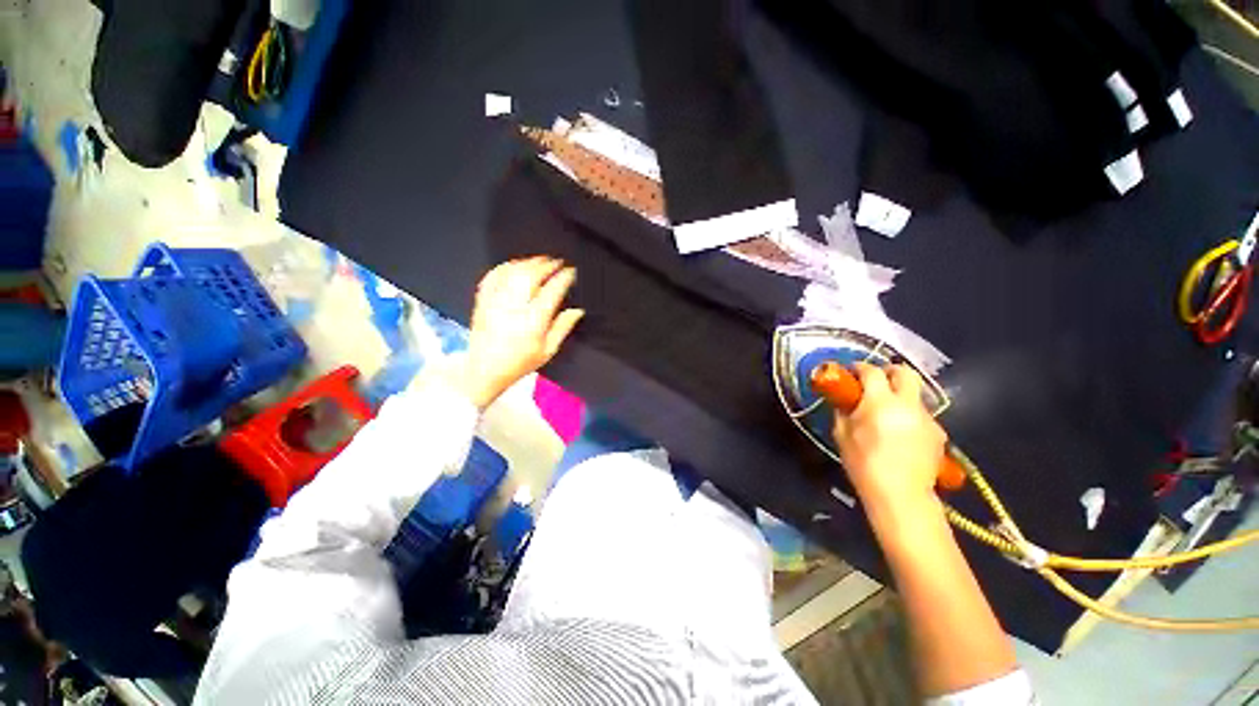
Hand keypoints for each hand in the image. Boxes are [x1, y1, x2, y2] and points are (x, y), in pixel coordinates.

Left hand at [458, 257, 583, 408]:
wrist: (484, 370)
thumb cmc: (518, 363)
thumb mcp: (548, 350)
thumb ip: (563, 327)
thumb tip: (577, 311)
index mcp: (533, 321)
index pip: (552, 291)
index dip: (563, 277)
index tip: (571, 272)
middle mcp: (514, 308)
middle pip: (531, 276)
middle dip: (546, 265)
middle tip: (557, 262)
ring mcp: (496, 302)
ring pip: (512, 272)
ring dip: (528, 263)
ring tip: (540, 260)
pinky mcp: (482, 301)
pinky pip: (492, 276)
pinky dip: (505, 267)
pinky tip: (514, 265)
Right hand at [832, 363, 946, 515]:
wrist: (901, 495)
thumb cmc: (864, 463)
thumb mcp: (841, 434)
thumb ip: (843, 411)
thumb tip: (844, 400)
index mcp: (881, 402)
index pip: (871, 372)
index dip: (859, 367)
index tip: (851, 371)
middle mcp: (908, 404)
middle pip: (905, 373)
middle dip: (889, 371)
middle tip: (875, 380)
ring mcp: (928, 418)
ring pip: (915, 395)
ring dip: (900, 396)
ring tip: (887, 413)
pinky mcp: (939, 434)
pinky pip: (922, 415)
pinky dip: (910, 416)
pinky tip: (901, 433)